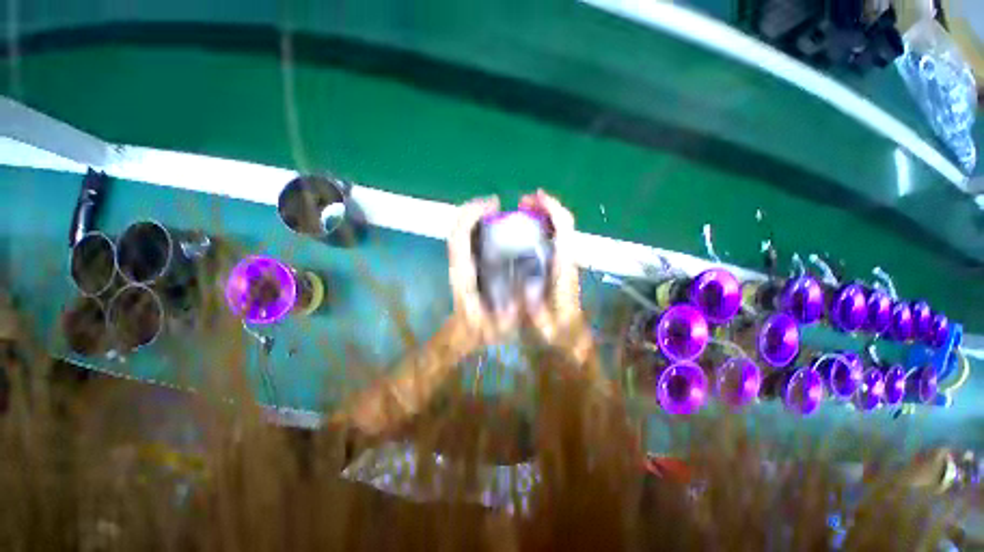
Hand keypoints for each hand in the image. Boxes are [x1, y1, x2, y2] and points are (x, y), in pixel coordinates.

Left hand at [447, 196, 519, 346]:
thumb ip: (507, 318)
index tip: (493, 205)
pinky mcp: (465, 262)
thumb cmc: (481, 329)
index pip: (460, 238)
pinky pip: (467, 238)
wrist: (465, 332)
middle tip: (495, 204)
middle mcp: (459, 264)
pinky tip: (493, 225)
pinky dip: (476, 225)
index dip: (472, 217)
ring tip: (495, 210)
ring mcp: (460, 262)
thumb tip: (521, 300)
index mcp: (465, 275)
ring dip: (473, 216)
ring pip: (460, 231)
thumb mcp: (497, 328)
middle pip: (457, 229)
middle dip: (473, 210)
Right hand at [519, 190, 587, 349]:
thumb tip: (524, 285)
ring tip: (520, 213)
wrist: (570, 340)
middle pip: (563, 224)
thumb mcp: (543, 327)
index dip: (552, 209)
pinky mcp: (558, 268)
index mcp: (563, 269)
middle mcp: (566, 261)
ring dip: (543, 217)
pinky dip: (541, 231)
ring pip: (558, 231)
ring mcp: (563, 263)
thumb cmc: (556, 334)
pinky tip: (524, 235)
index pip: (565, 230)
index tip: (534, 197)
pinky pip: (552, 241)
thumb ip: (534, 311)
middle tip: (521, 204)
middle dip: (545, 208)